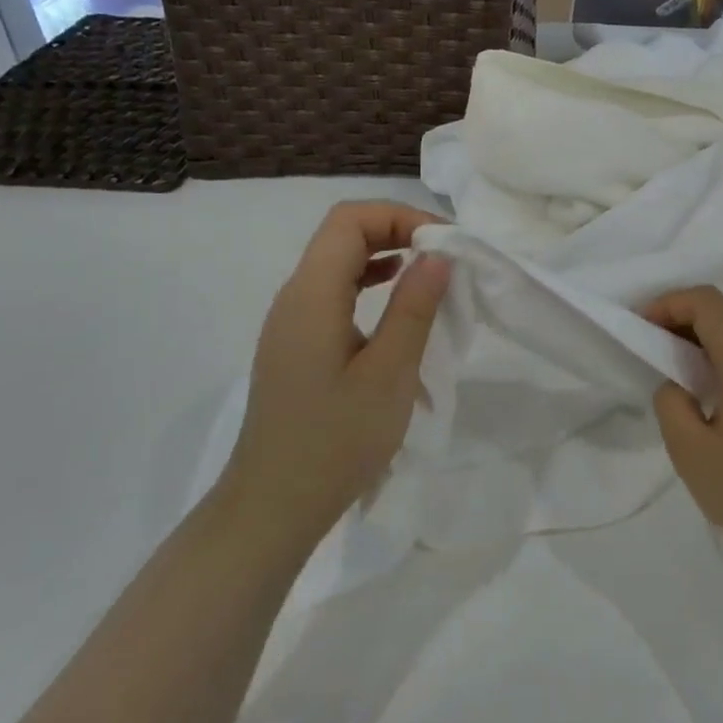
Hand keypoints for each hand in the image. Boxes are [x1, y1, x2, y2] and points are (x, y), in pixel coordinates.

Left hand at [222, 201, 451, 551]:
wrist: (275, 505)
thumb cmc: (336, 441)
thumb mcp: (389, 374)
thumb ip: (414, 307)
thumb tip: (438, 254)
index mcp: (311, 295)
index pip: (349, 220)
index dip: (400, 216)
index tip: (446, 244)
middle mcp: (294, 298)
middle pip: (341, 235)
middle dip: (396, 231)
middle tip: (447, 257)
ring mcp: (290, 324)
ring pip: (337, 265)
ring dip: (384, 258)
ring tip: (431, 276)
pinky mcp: (296, 347)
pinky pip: (333, 296)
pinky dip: (369, 286)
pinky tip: (397, 307)